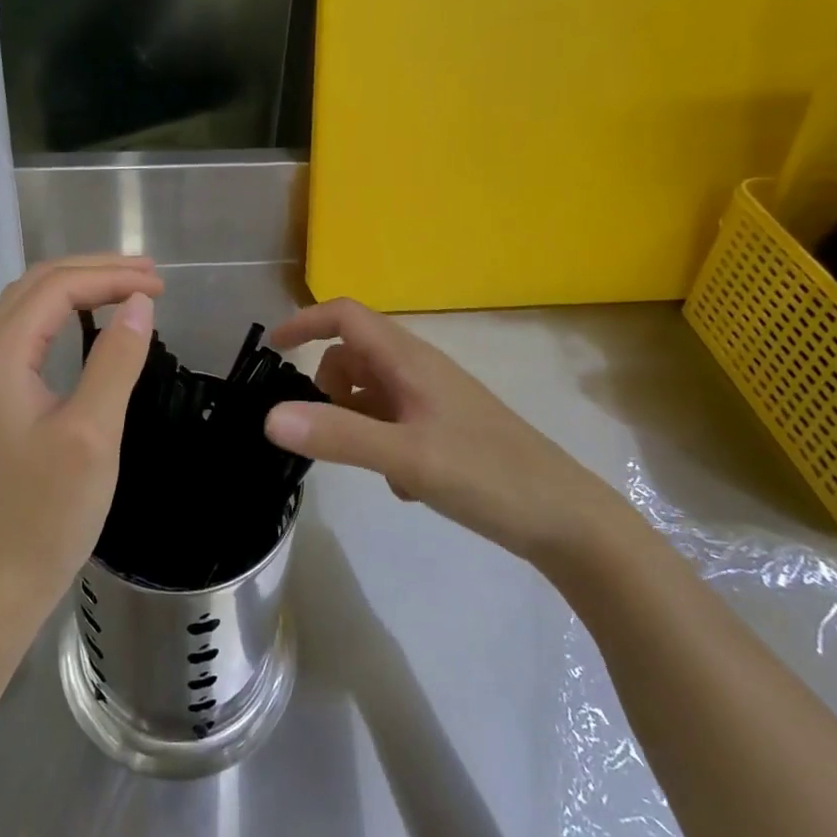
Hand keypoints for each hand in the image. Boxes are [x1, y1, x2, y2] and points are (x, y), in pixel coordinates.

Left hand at [0, 255, 162, 618]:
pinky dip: (63, 315)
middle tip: (150, 276)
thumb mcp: (92, 435)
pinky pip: (27, 335)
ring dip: (77, 287)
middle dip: (94, 270)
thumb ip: (115, 361)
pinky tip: (90, 324)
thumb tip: (140, 303)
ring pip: (28, 307)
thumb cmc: (45, 515)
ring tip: (127, 288)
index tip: (161, 285)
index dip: (110, 277)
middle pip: (36, 286)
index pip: (56, 288)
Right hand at [265, 299, 631, 567]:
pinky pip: (393, 420)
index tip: (272, 348)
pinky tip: (404, 484)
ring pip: (372, 391)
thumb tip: (268, 416)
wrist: (567, 520)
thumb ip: (337, 435)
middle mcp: (420, 370)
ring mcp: (435, 400)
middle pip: (354, 354)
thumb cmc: (487, 475)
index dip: (305, 321)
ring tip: (372, 465)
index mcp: (410, 360)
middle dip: (328, 384)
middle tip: (325, 428)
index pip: (346, 316)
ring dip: (355, 418)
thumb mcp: (406, 457)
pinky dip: (381, 442)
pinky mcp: (446, 428)